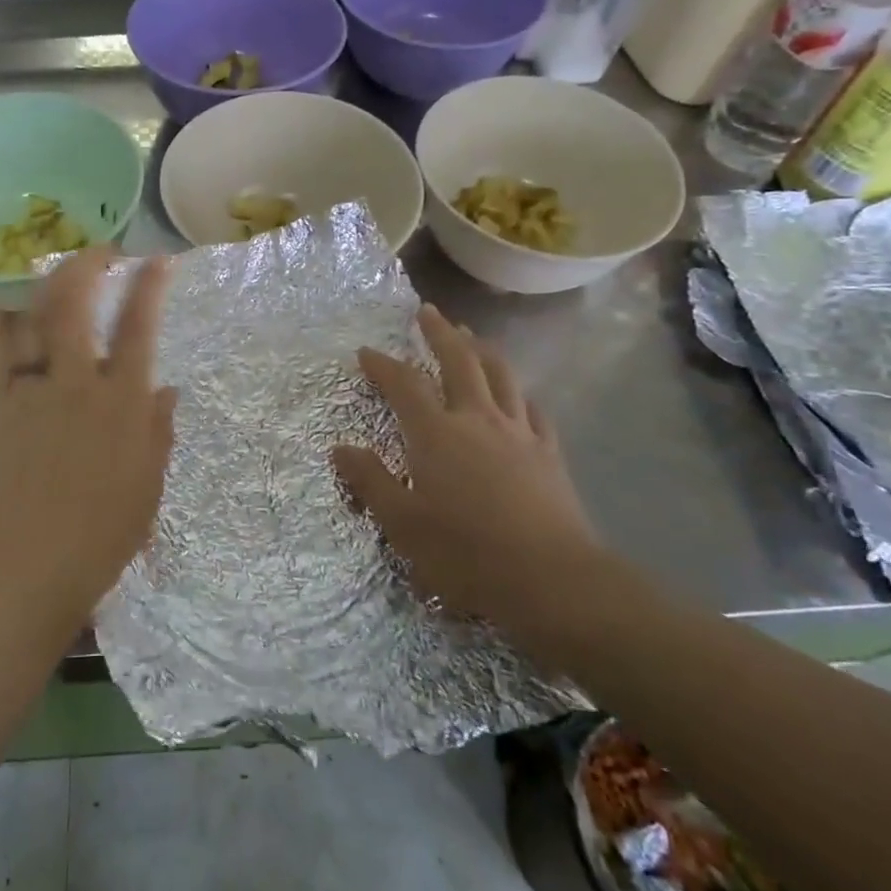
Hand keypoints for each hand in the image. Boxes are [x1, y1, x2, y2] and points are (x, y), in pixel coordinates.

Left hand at [0, 250, 176, 637]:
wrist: (30, 569)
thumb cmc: (103, 533)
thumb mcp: (149, 482)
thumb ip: (158, 428)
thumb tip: (164, 386)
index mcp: (120, 404)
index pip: (138, 328)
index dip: (149, 286)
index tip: (157, 261)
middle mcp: (74, 385)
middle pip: (75, 304)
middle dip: (88, 264)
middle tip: (102, 252)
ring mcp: (28, 392)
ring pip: (31, 317)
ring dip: (45, 283)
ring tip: (55, 269)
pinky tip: (3, 303)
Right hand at [332, 305, 600, 626]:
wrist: (551, 579)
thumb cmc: (466, 553)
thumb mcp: (402, 524)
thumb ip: (370, 481)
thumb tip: (339, 449)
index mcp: (436, 434)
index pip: (405, 385)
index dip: (383, 365)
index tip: (367, 351)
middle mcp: (477, 420)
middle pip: (459, 361)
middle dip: (440, 333)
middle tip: (428, 311)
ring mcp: (519, 433)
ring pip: (501, 376)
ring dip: (482, 350)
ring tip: (472, 336)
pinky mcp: (549, 454)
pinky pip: (535, 411)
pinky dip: (521, 394)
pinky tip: (520, 395)